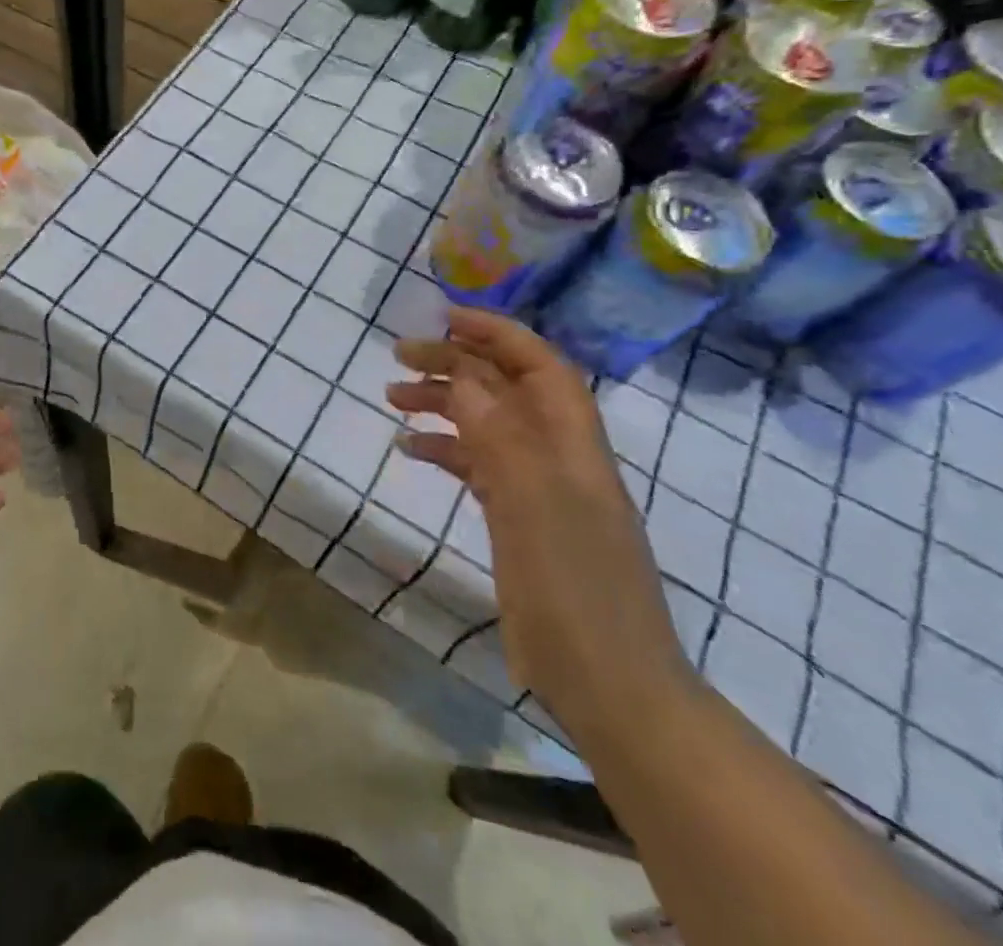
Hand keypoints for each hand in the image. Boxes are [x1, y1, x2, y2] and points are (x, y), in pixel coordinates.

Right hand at [386, 308, 697, 749]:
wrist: (609, 685)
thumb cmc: (575, 590)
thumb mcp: (533, 505)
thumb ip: (499, 436)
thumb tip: (464, 376)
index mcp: (572, 444)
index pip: (539, 365)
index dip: (497, 333)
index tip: (444, 317)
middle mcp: (557, 456)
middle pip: (506, 389)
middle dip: (456, 363)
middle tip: (399, 356)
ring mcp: (539, 490)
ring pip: (487, 424)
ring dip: (444, 404)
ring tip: (393, 396)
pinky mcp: (520, 521)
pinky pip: (478, 466)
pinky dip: (445, 450)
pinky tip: (410, 449)